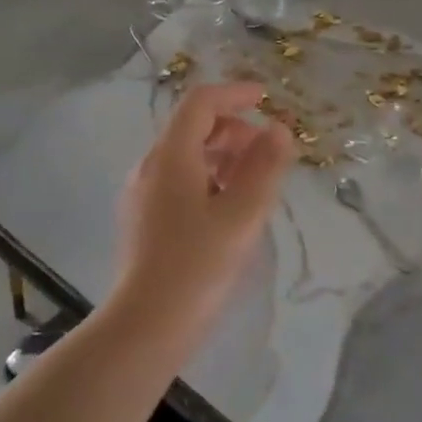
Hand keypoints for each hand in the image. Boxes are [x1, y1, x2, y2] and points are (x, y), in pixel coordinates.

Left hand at [112, 83, 293, 341]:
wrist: (145, 327)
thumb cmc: (197, 267)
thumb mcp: (242, 215)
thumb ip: (264, 167)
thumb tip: (279, 129)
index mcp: (171, 156)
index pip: (200, 102)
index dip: (235, 93)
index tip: (266, 99)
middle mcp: (151, 166)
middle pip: (192, 127)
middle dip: (234, 129)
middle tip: (268, 152)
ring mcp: (143, 193)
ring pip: (187, 156)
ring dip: (223, 156)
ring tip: (255, 183)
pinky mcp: (144, 218)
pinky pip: (179, 180)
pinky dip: (209, 178)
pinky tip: (229, 209)